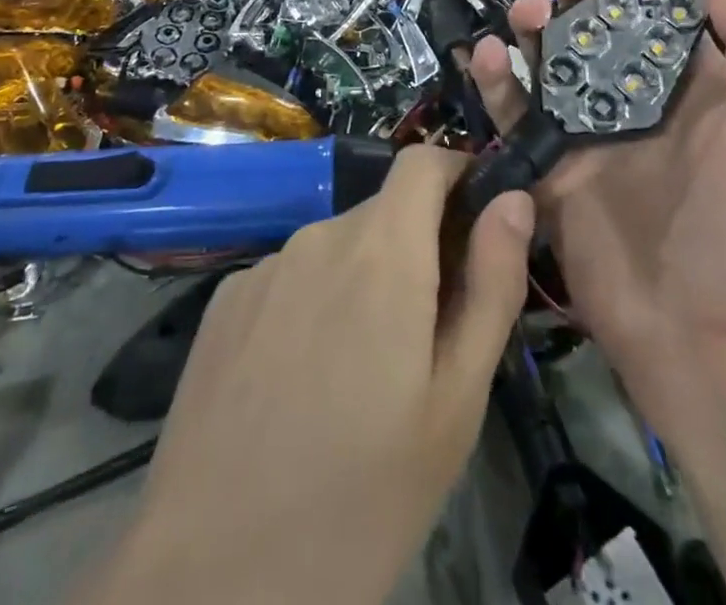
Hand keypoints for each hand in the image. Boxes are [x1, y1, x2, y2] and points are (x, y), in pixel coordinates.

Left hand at [86, 147, 535, 604]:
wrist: (211, 575)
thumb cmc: (360, 497)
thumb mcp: (455, 403)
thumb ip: (491, 285)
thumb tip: (514, 200)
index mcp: (381, 250)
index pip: (423, 162)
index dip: (457, 176)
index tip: (477, 225)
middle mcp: (319, 236)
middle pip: (384, 212)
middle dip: (417, 250)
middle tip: (426, 339)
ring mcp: (264, 266)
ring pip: (337, 248)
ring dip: (364, 282)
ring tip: (361, 376)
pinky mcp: (225, 300)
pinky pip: (291, 278)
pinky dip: (314, 303)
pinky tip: (301, 384)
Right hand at [468, 0, 725, 431]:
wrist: (712, 343)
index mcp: (692, 86)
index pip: (664, 7)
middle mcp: (637, 102)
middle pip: (597, 26)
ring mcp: (589, 136)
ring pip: (549, 60)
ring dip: (533, 25)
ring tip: (527, 12)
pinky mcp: (549, 170)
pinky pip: (514, 114)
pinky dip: (495, 80)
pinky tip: (486, 53)